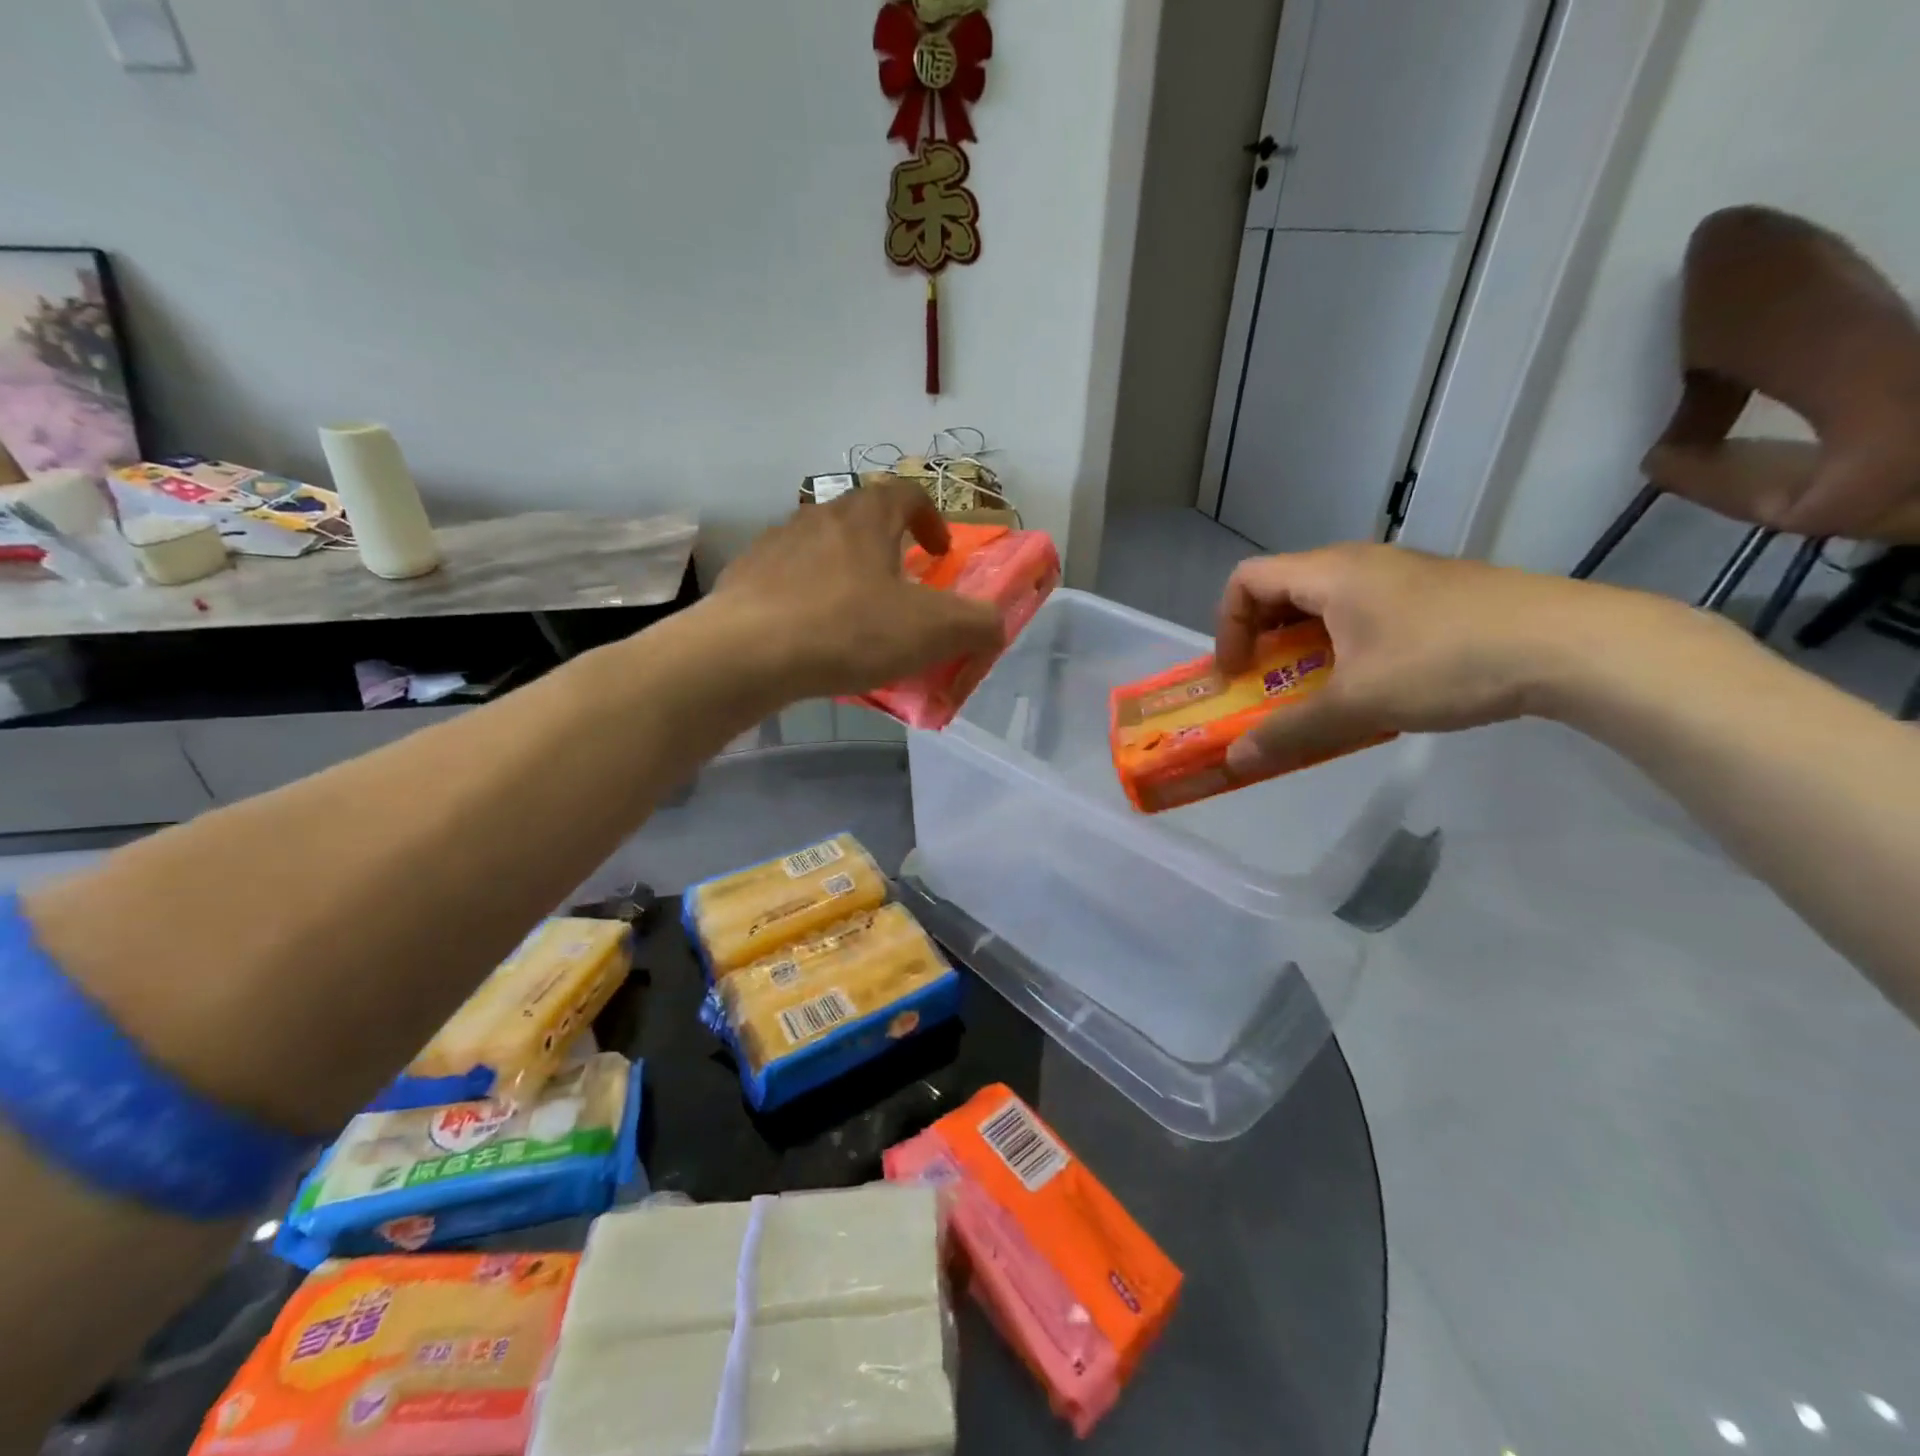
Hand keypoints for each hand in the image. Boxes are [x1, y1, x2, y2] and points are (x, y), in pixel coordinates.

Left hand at [707, 479, 1004, 700]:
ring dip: (843, 572)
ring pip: (820, 548)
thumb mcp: (933, 631)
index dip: (930, 518)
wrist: (748, 653)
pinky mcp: (744, 579)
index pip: (905, 494)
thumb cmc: (849, 630)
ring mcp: (774, 546)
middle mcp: (818, 517)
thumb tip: (995, 624)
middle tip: (899, 587)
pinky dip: (805, 598)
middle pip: (859, 518)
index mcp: (865, 518)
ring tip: (853, 615)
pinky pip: (785, 581)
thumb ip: (977, 623)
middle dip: (885, 546)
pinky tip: (809, 636)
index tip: (939, 552)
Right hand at [1214, 543, 1677, 776]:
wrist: (1573, 644)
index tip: (1237, 674)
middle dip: (1263, 641)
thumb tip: (1235, 761)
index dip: (1226, 627)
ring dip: (1304, 648)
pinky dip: (1344, 646)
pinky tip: (1374, 685)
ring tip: (1319, 692)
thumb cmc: (1446, 661)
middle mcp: (1359, 563)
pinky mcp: (1435, 595)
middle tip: (1269, 686)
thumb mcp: (1358, 704)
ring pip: (1326, 604)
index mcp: (1330, 573)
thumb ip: (1290, 732)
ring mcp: (1402, 575)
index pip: (1246, 580)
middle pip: (1282, 590)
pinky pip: (1364, 613)